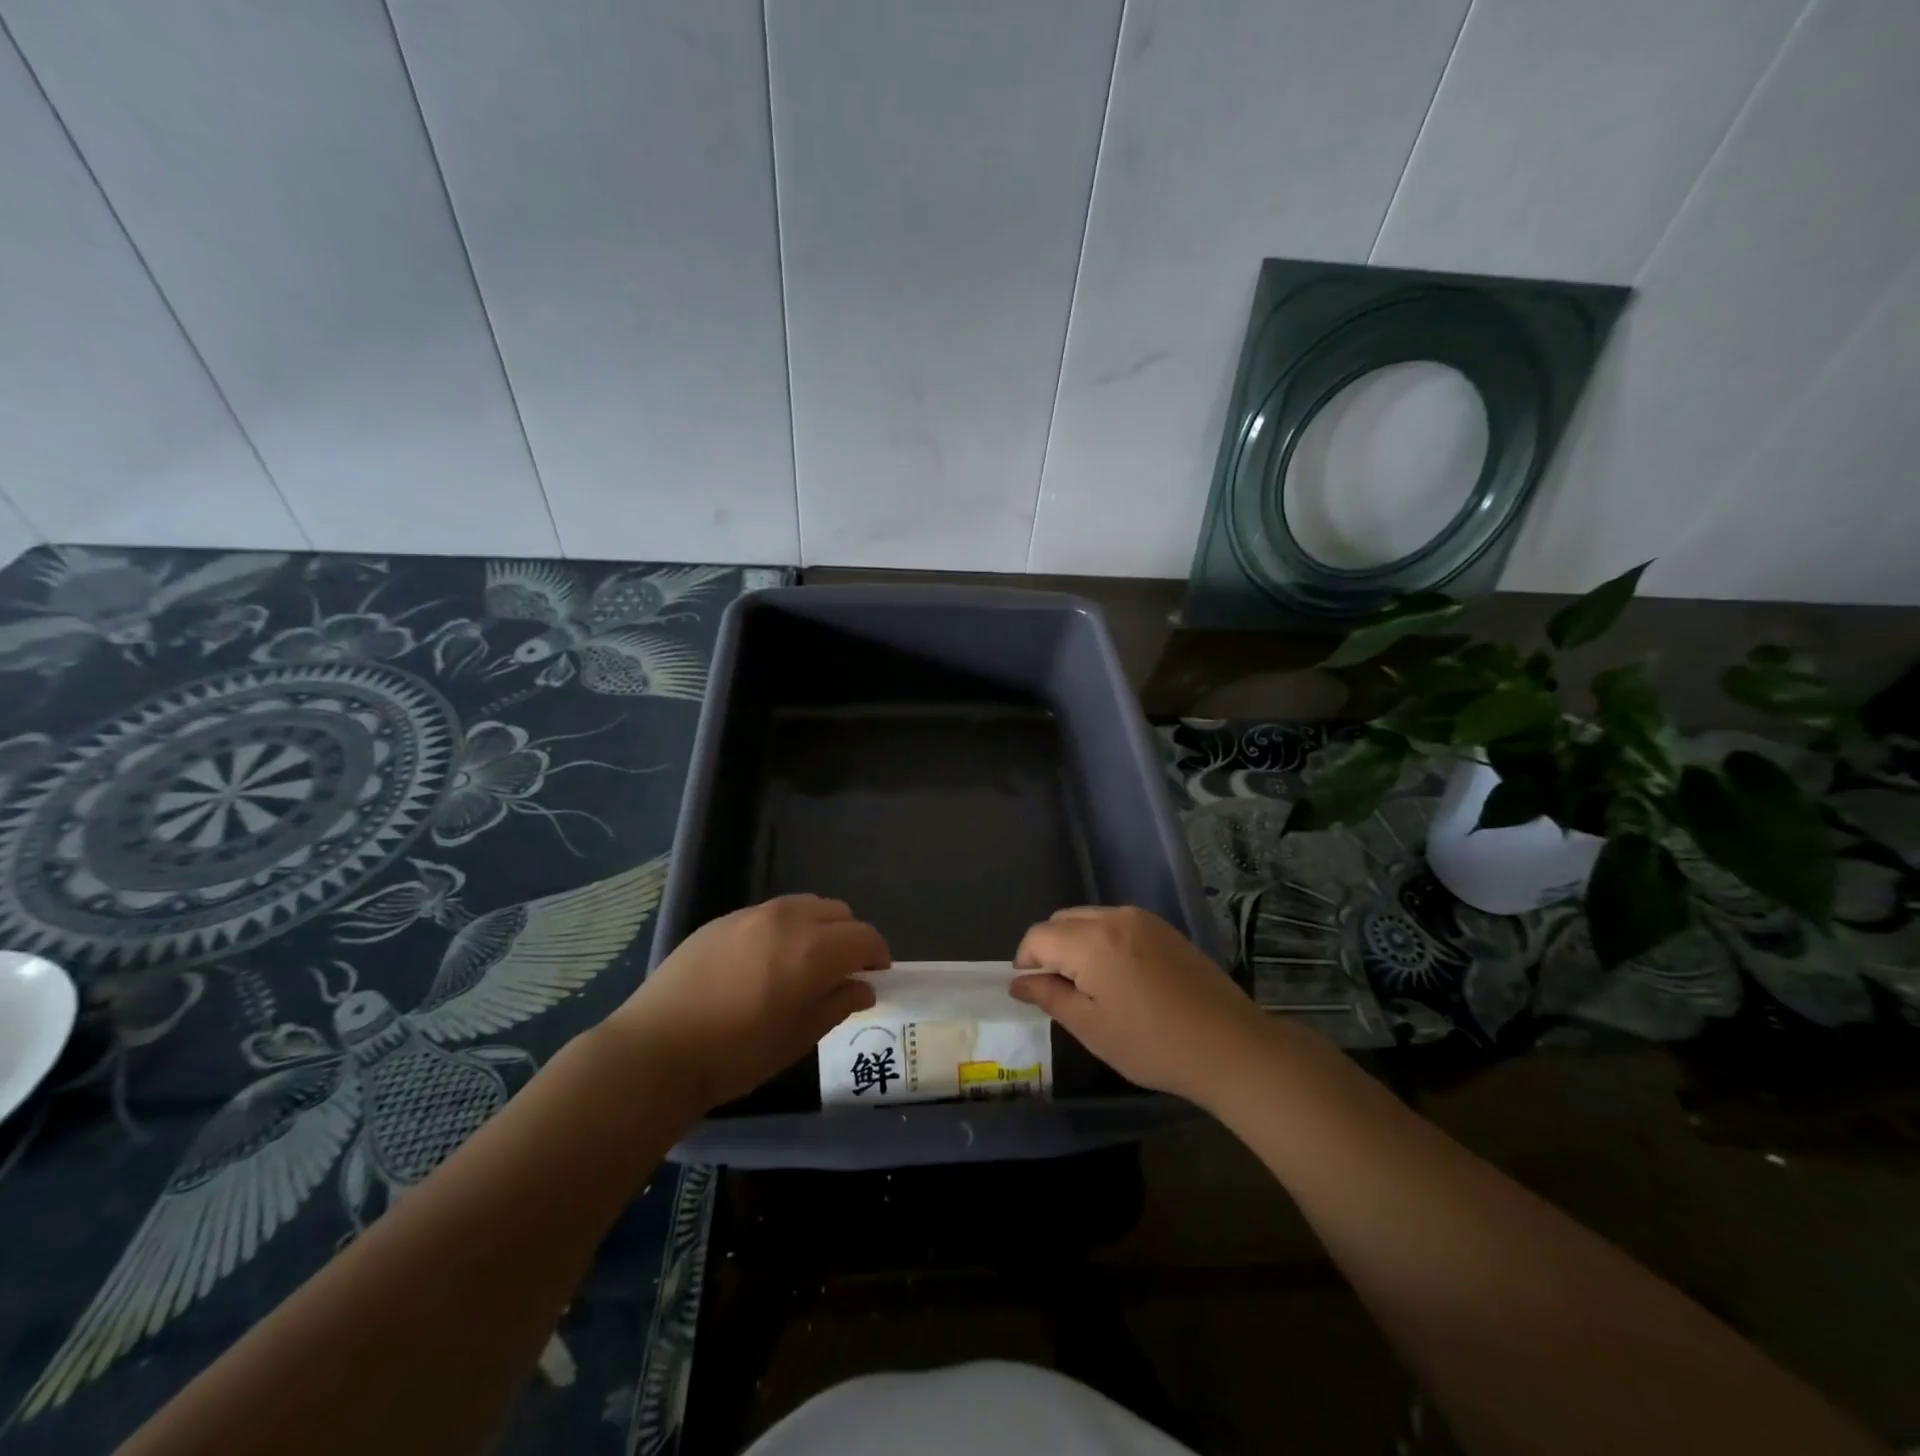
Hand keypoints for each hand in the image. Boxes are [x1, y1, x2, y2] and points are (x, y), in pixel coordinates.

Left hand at [609, 895, 887, 1112]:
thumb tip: (862, 986)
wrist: (656, 1050)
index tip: (875, 977)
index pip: (865, 937)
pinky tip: (765, 962)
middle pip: (839, 912)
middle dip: (850, 937)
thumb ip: (838, 1004)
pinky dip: (785, 928)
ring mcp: (753, 914)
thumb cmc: (737, 1054)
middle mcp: (789, 919)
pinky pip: (771, 912)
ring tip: (804, 963)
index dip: (877, 955)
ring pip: (805, 906)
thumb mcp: (798, 1038)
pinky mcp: (723, 919)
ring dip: (818, 927)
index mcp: (814, 949)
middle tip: (842, 972)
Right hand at [1011, 906, 1266, 1105]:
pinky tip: (1120, 977)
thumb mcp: (1092, 1028)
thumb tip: (1018, 982)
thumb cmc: (1153, 1044)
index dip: (1025, 962)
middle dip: (1049, 949)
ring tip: (1090, 986)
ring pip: (1089, 919)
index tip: (1033, 992)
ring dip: (1076, 943)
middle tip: (1060, 992)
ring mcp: (1143, 919)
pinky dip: (1102, 941)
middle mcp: (1114, 917)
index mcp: (1091, 941)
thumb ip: (1049, 997)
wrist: (1230, 1046)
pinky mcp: (1164, 928)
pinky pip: (1116, 923)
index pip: (1038, 936)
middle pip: (1062, 921)